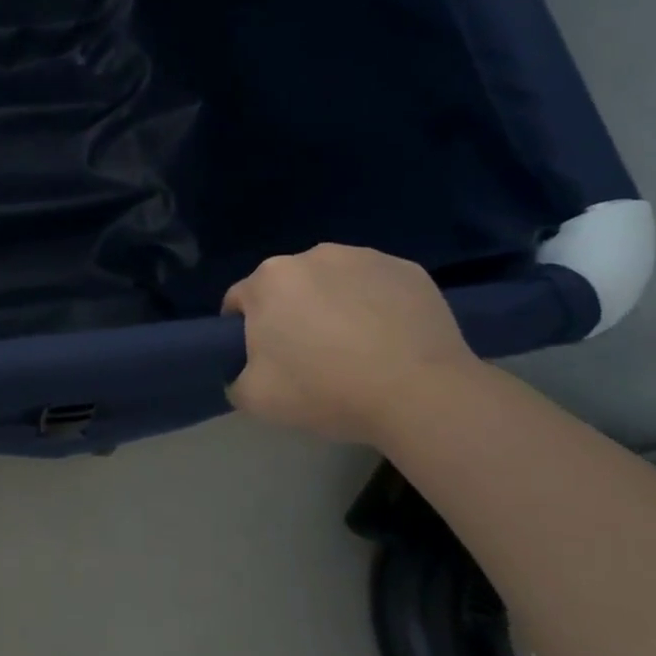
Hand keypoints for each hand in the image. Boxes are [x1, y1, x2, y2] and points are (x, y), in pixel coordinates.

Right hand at [223, 244, 480, 443]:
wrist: (421, 394)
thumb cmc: (327, 390)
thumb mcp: (257, 399)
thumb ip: (235, 380)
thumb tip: (242, 373)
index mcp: (269, 280)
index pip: (240, 301)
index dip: (244, 332)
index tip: (263, 360)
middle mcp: (311, 255)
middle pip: (288, 287)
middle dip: (291, 314)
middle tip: (310, 357)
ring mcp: (364, 257)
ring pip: (333, 281)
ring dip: (334, 304)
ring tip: (356, 348)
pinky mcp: (407, 269)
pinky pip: (377, 286)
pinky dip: (376, 304)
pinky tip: (390, 339)